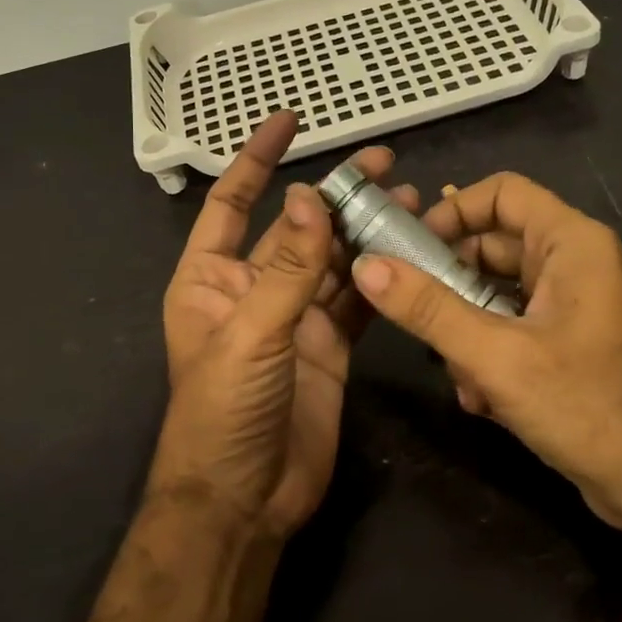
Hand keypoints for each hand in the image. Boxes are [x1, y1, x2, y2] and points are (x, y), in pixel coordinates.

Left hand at [151, 111, 414, 540]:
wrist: (244, 500)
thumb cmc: (223, 412)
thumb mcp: (250, 334)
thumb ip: (285, 267)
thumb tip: (306, 195)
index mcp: (210, 279)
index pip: (232, 203)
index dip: (256, 160)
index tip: (290, 121)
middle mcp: (252, 290)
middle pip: (296, 226)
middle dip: (333, 192)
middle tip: (383, 161)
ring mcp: (294, 318)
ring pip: (333, 260)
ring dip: (365, 230)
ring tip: (410, 197)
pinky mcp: (329, 346)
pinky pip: (356, 299)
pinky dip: (379, 275)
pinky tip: (409, 249)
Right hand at [352, 172, 621, 549]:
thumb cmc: (590, 406)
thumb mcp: (497, 356)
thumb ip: (429, 309)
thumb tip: (367, 266)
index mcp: (570, 243)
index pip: (501, 193)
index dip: (451, 211)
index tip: (409, 248)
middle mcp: (573, 264)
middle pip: (492, 247)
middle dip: (451, 286)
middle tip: (417, 318)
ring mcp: (571, 307)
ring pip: (496, 296)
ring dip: (466, 332)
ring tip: (459, 375)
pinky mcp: (567, 345)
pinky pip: (511, 331)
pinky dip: (489, 357)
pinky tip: (482, 400)